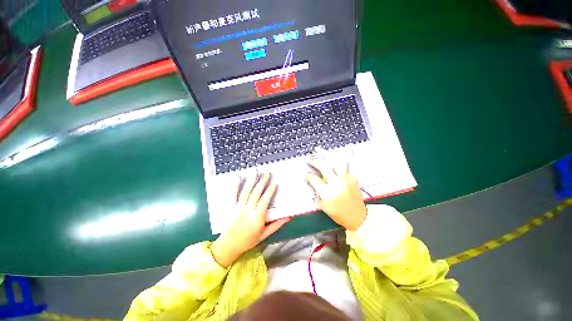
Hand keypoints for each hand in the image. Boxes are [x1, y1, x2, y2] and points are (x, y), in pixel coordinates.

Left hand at [211, 172, 290, 266]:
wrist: (229, 246)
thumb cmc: (249, 240)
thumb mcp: (265, 234)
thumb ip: (277, 224)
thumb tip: (289, 217)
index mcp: (257, 217)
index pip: (265, 200)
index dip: (270, 190)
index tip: (275, 182)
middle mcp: (248, 210)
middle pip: (256, 193)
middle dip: (262, 181)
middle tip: (268, 173)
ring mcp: (238, 207)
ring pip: (246, 191)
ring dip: (251, 180)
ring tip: (256, 171)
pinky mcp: (231, 207)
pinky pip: (233, 194)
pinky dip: (236, 185)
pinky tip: (238, 177)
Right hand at [305, 151, 366, 230]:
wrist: (358, 217)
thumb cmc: (339, 214)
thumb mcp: (324, 207)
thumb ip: (317, 194)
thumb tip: (312, 183)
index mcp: (327, 193)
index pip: (314, 179)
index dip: (308, 176)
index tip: (305, 174)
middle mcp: (336, 183)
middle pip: (323, 168)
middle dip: (314, 162)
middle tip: (308, 158)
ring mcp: (346, 179)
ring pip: (334, 163)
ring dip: (325, 155)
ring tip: (318, 150)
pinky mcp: (353, 178)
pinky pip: (348, 165)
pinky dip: (344, 158)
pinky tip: (340, 151)